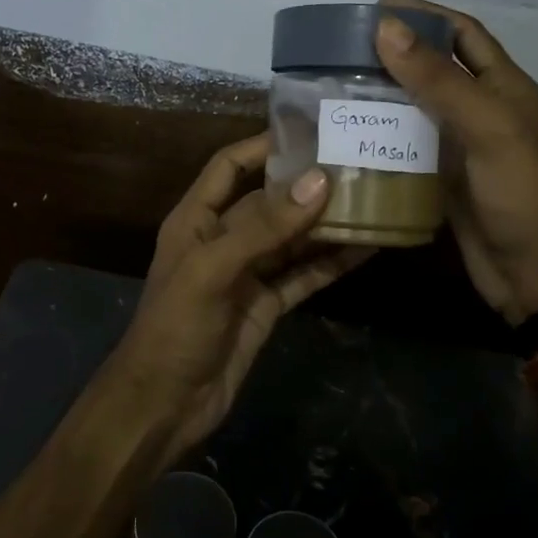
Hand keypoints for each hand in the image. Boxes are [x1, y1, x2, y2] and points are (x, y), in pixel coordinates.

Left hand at [107, 135, 373, 464]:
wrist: (165, 405)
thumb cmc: (175, 326)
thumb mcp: (214, 269)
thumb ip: (265, 227)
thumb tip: (319, 181)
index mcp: (196, 218)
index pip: (229, 166)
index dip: (263, 147)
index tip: (309, 132)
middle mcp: (223, 239)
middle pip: (269, 201)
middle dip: (307, 185)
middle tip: (356, 165)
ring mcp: (247, 274)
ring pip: (292, 239)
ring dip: (326, 223)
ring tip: (372, 200)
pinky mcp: (267, 306)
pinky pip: (303, 276)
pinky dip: (331, 263)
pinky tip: (366, 249)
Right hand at [375, 0, 537, 322]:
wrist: (535, 273)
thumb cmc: (519, 193)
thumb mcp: (485, 127)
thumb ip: (438, 79)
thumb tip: (386, 26)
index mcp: (503, 86)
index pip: (463, 33)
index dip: (426, 14)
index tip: (380, 6)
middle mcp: (482, 109)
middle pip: (435, 67)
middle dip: (397, 51)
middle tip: (346, 46)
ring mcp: (461, 144)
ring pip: (417, 105)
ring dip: (383, 92)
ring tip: (337, 82)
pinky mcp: (442, 175)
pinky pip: (407, 143)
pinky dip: (382, 133)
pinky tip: (350, 130)